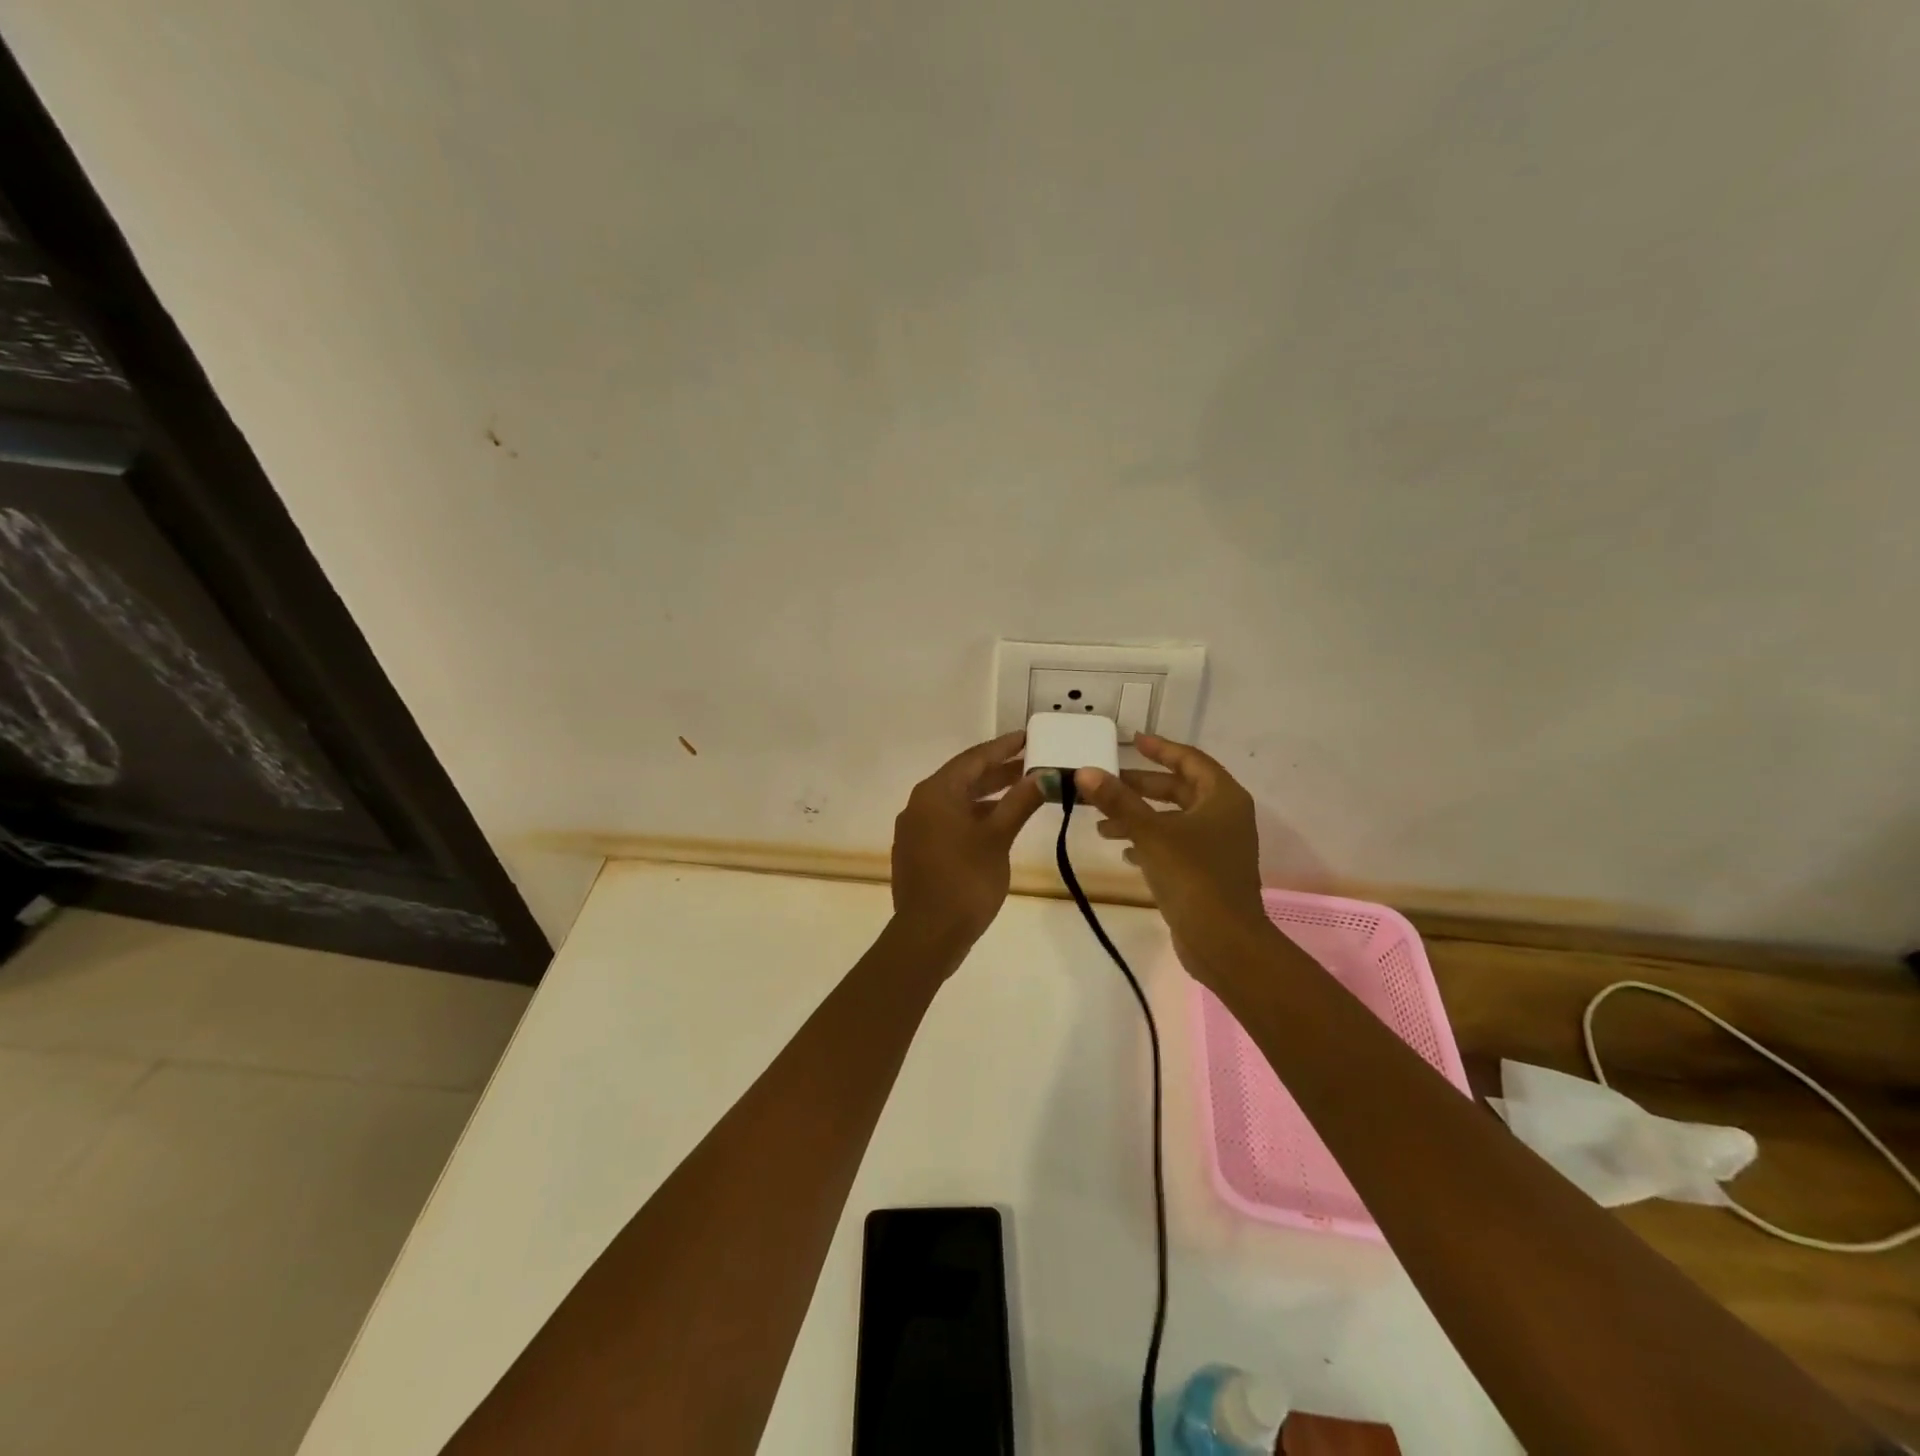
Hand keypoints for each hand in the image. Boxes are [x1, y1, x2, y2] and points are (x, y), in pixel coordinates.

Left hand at [890, 730, 1045, 956]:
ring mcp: (917, 829)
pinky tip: (998, 823)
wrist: (929, 935)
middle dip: (999, 771)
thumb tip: (1044, 776)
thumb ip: (1020, 803)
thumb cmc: (966, 881)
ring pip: (957, 802)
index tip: (1028, 737)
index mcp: (935, 793)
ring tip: (1023, 791)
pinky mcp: (919, 851)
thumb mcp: (998, 838)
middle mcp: (920, 804)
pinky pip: (949, 821)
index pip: (973, 759)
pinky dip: (975, 816)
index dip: (1003, 747)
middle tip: (1033, 763)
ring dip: (989, 795)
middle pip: (964, 778)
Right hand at [1072, 735, 1270, 955]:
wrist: (1224, 942)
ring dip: (1140, 818)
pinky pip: (1175, 844)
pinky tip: (1124, 851)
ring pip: (1174, 819)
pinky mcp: (1208, 872)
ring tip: (1102, 826)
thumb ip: (1117, 801)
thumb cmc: (1193, 877)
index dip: (1161, 748)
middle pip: (1180, 789)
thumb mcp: (1150, 833)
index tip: (1133, 740)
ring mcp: (1219, 846)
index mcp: (1222, 798)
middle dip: (1141, 787)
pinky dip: (1150, 841)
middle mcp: (1225, 816)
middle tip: (1106, 784)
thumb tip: (1085, 771)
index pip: (1190, 760)